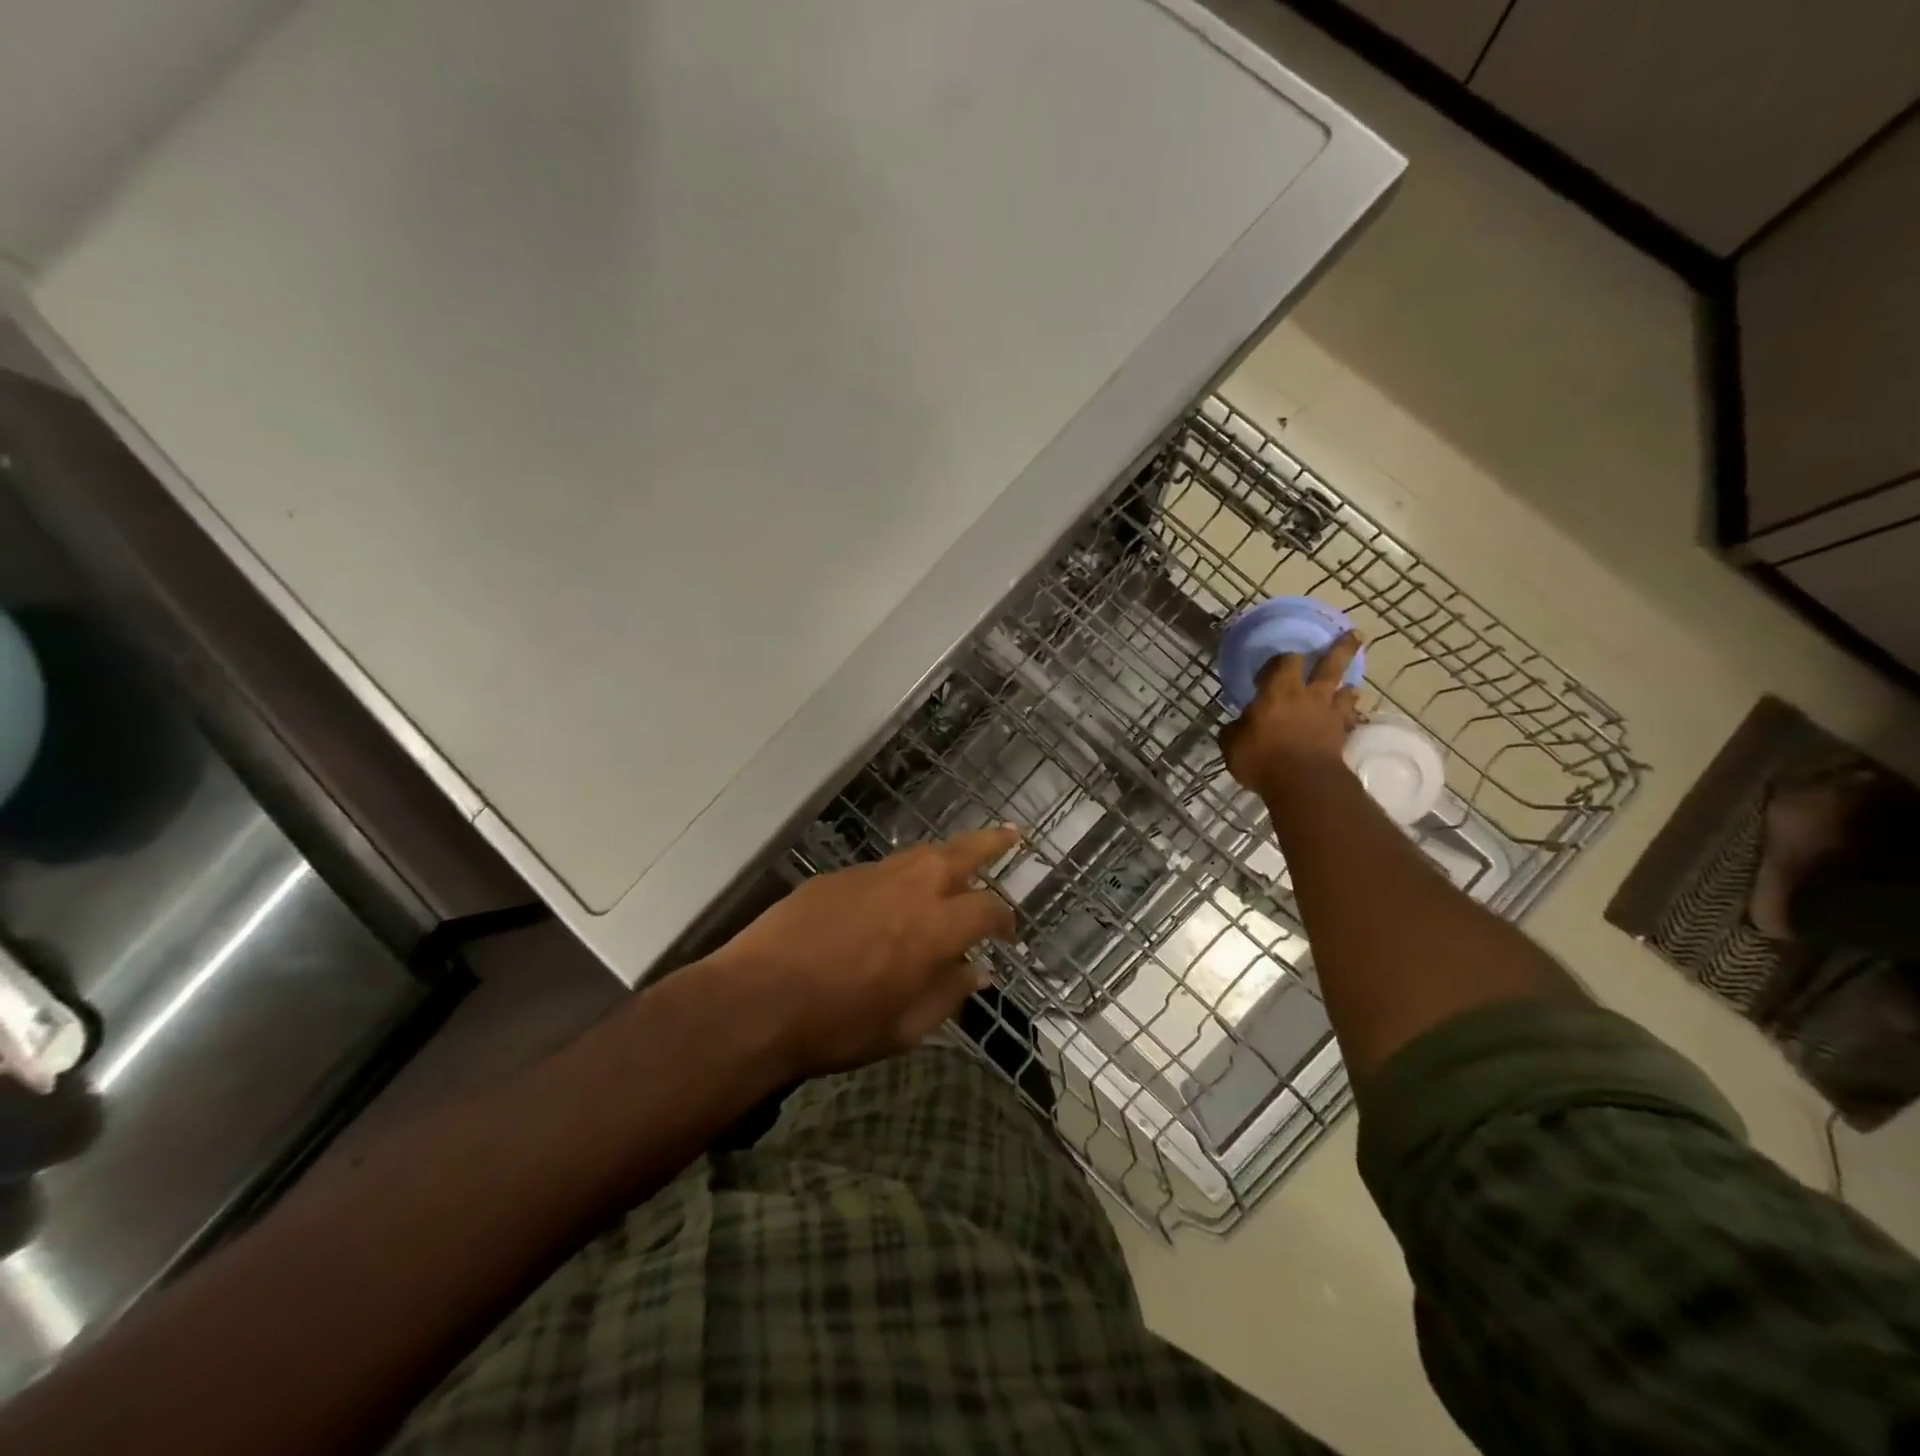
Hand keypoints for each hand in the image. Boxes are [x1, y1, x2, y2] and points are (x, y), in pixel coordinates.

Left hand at [709, 827, 1019, 1079]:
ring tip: (958, 859)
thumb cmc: (838, 1025)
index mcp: (937, 926)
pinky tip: (895, 893)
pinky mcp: (838, 876)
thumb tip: (978, 972)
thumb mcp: (905, 1028)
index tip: (1008, 932)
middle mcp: (912, 888)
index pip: (988, 908)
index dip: (1005, 918)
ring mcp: (872, 875)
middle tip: (1012, 835)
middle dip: (991, 842)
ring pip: (921, 853)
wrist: (758, 1000)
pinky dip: (901, 875)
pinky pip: (882, 869)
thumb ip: (948, 994)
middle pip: (962, 852)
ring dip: (946, 854)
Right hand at [1220, 631, 1361, 798]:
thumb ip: (1235, 731)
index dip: (1278, 660)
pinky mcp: (1342, 736)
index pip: (1283, 661)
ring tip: (1350, 686)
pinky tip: (1349, 719)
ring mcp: (1329, 715)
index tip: (1269, 668)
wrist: (1302, 783)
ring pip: (1346, 691)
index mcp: (1279, 690)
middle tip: (1353, 634)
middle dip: (1341, 648)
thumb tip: (1236, 727)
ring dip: (1348, 687)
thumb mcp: (1232, 744)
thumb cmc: (1261, 757)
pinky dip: (1349, 717)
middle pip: (1330, 664)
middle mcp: (1309, 695)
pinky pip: (1349, 720)